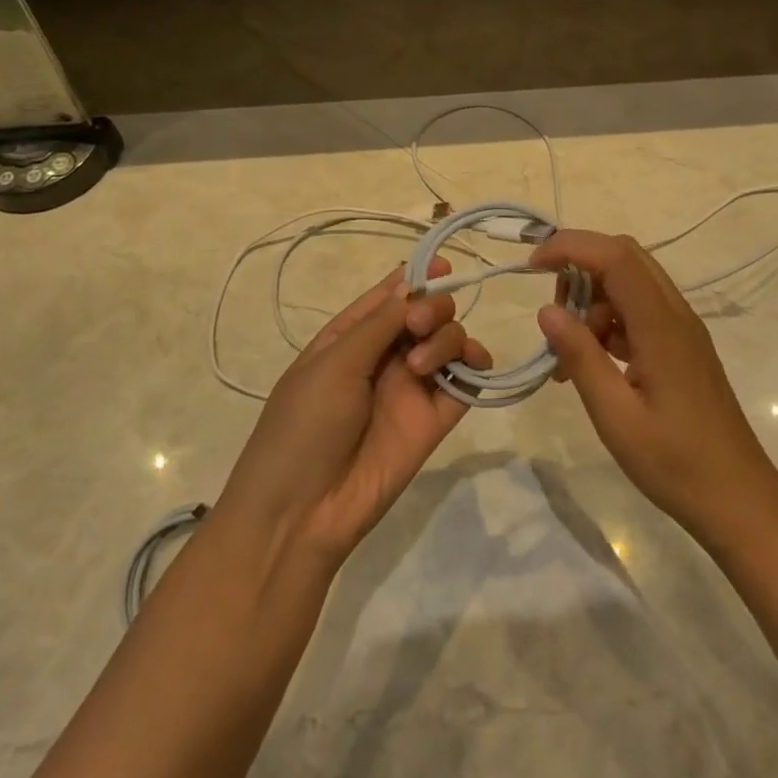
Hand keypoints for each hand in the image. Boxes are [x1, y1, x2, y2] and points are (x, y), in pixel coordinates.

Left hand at [212, 261, 490, 580]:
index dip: (416, 277)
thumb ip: (378, 324)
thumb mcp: (333, 364)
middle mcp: (385, 356)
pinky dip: (475, 366)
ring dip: (446, 338)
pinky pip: (465, 383)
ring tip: (421, 365)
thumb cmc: (303, 426)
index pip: (390, 296)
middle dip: (432, 307)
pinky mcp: (433, 420)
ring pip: (448, 341)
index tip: (443, 265)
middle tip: (418, 327)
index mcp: (351, 337)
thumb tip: (412, 283)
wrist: (302, 512)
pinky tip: (472, 364)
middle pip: (426, 313)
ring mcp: (411, 388)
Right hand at [532, 231, 777, 542]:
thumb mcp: (615, 415)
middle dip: (580, 268)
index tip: (531, 265)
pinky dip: (608, 322)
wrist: (739, 501)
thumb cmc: (675, 464)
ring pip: (630, 284)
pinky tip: (591, 363)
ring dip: (592, 302)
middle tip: (553, 314)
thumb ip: (580, 357)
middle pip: (624, 258)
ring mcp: (682, 330)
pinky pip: (639, 312)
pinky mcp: (681, 347)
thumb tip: (547, 310)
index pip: (615, 257)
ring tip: (567, 355)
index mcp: (661, 325)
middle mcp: (675, 315)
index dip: (570, 247)